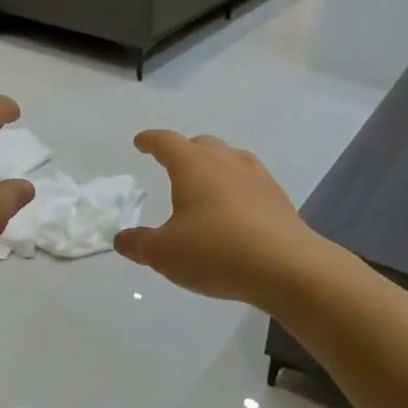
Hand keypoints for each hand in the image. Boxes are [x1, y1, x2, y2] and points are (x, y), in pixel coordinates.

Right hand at [114, 130, 318, 304]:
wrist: (286, 266)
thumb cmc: (215, 251)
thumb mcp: (165, 253)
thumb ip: (140, 244)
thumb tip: (122, 239)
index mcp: (192, 166)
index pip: (166, 142)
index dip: (151, 141)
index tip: (141, 142)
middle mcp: (225, 161)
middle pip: (201, 144)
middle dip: (184, 150)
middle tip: (173, 162)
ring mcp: (256, 177)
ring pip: (230, 158)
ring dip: (214, 164)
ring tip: (206, 181)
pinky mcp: (277, 198)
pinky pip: (250, 180)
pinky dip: (236, 185)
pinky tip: (236, 206)